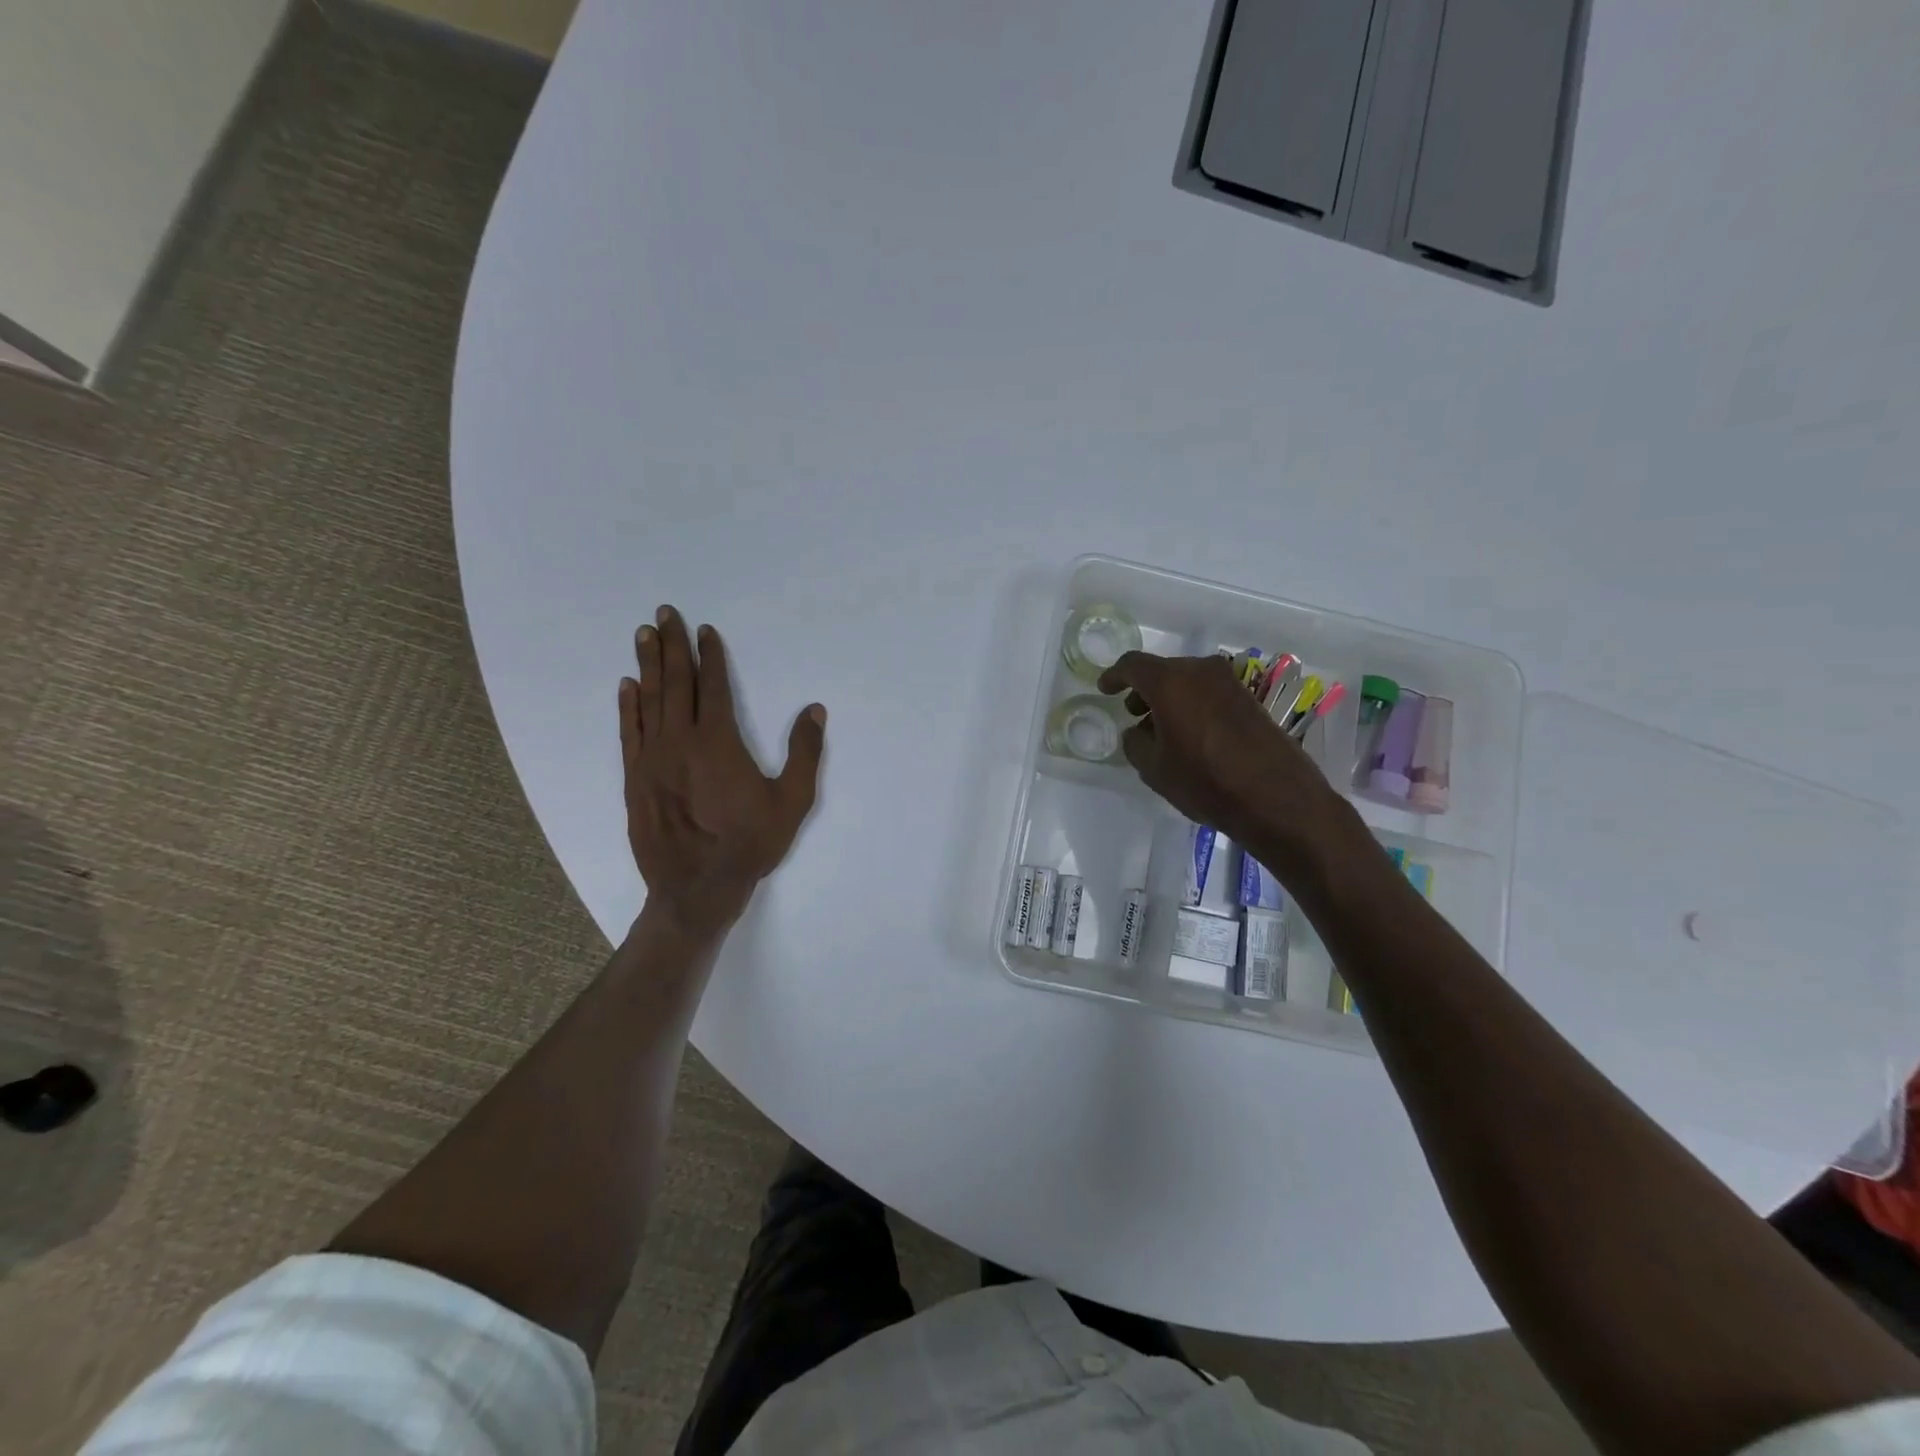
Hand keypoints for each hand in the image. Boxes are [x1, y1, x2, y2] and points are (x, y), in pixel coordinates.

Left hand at [618, 606, 825, 938]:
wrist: (697, 887)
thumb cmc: (750, 843)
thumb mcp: (792, 801)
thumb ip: (805, 753)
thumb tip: (815, 710)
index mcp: (718, 742)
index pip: (713, 686)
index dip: (711, 656)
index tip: (706, 630)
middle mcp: (680, 741)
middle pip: (675, 683)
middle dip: (673, 645)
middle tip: (665, 613)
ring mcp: (652, 758)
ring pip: (648, 700)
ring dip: (647, 665)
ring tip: (644, 635)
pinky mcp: (635, 778)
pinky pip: (629, 732)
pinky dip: (628, 706)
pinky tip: (626, 686)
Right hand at [1097, 651, 1356, 881]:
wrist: (1276, 797)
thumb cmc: (1205, 781)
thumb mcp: (1153, 768)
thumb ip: (1135, 742)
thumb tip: (1138, 731)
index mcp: (1170, 681)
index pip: (1132, 665)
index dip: (1114, 676)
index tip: (1105, 689)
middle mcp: (1200, 671)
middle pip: (1162, 671)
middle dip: (1144, 690)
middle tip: (1134, 714)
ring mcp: (1230, 682)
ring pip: (1187, 681)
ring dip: (1170, 698)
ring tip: (1162, 730)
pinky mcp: (1250, 699)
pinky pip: (1209, 693)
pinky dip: (1192, 705)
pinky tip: (1190, 735)